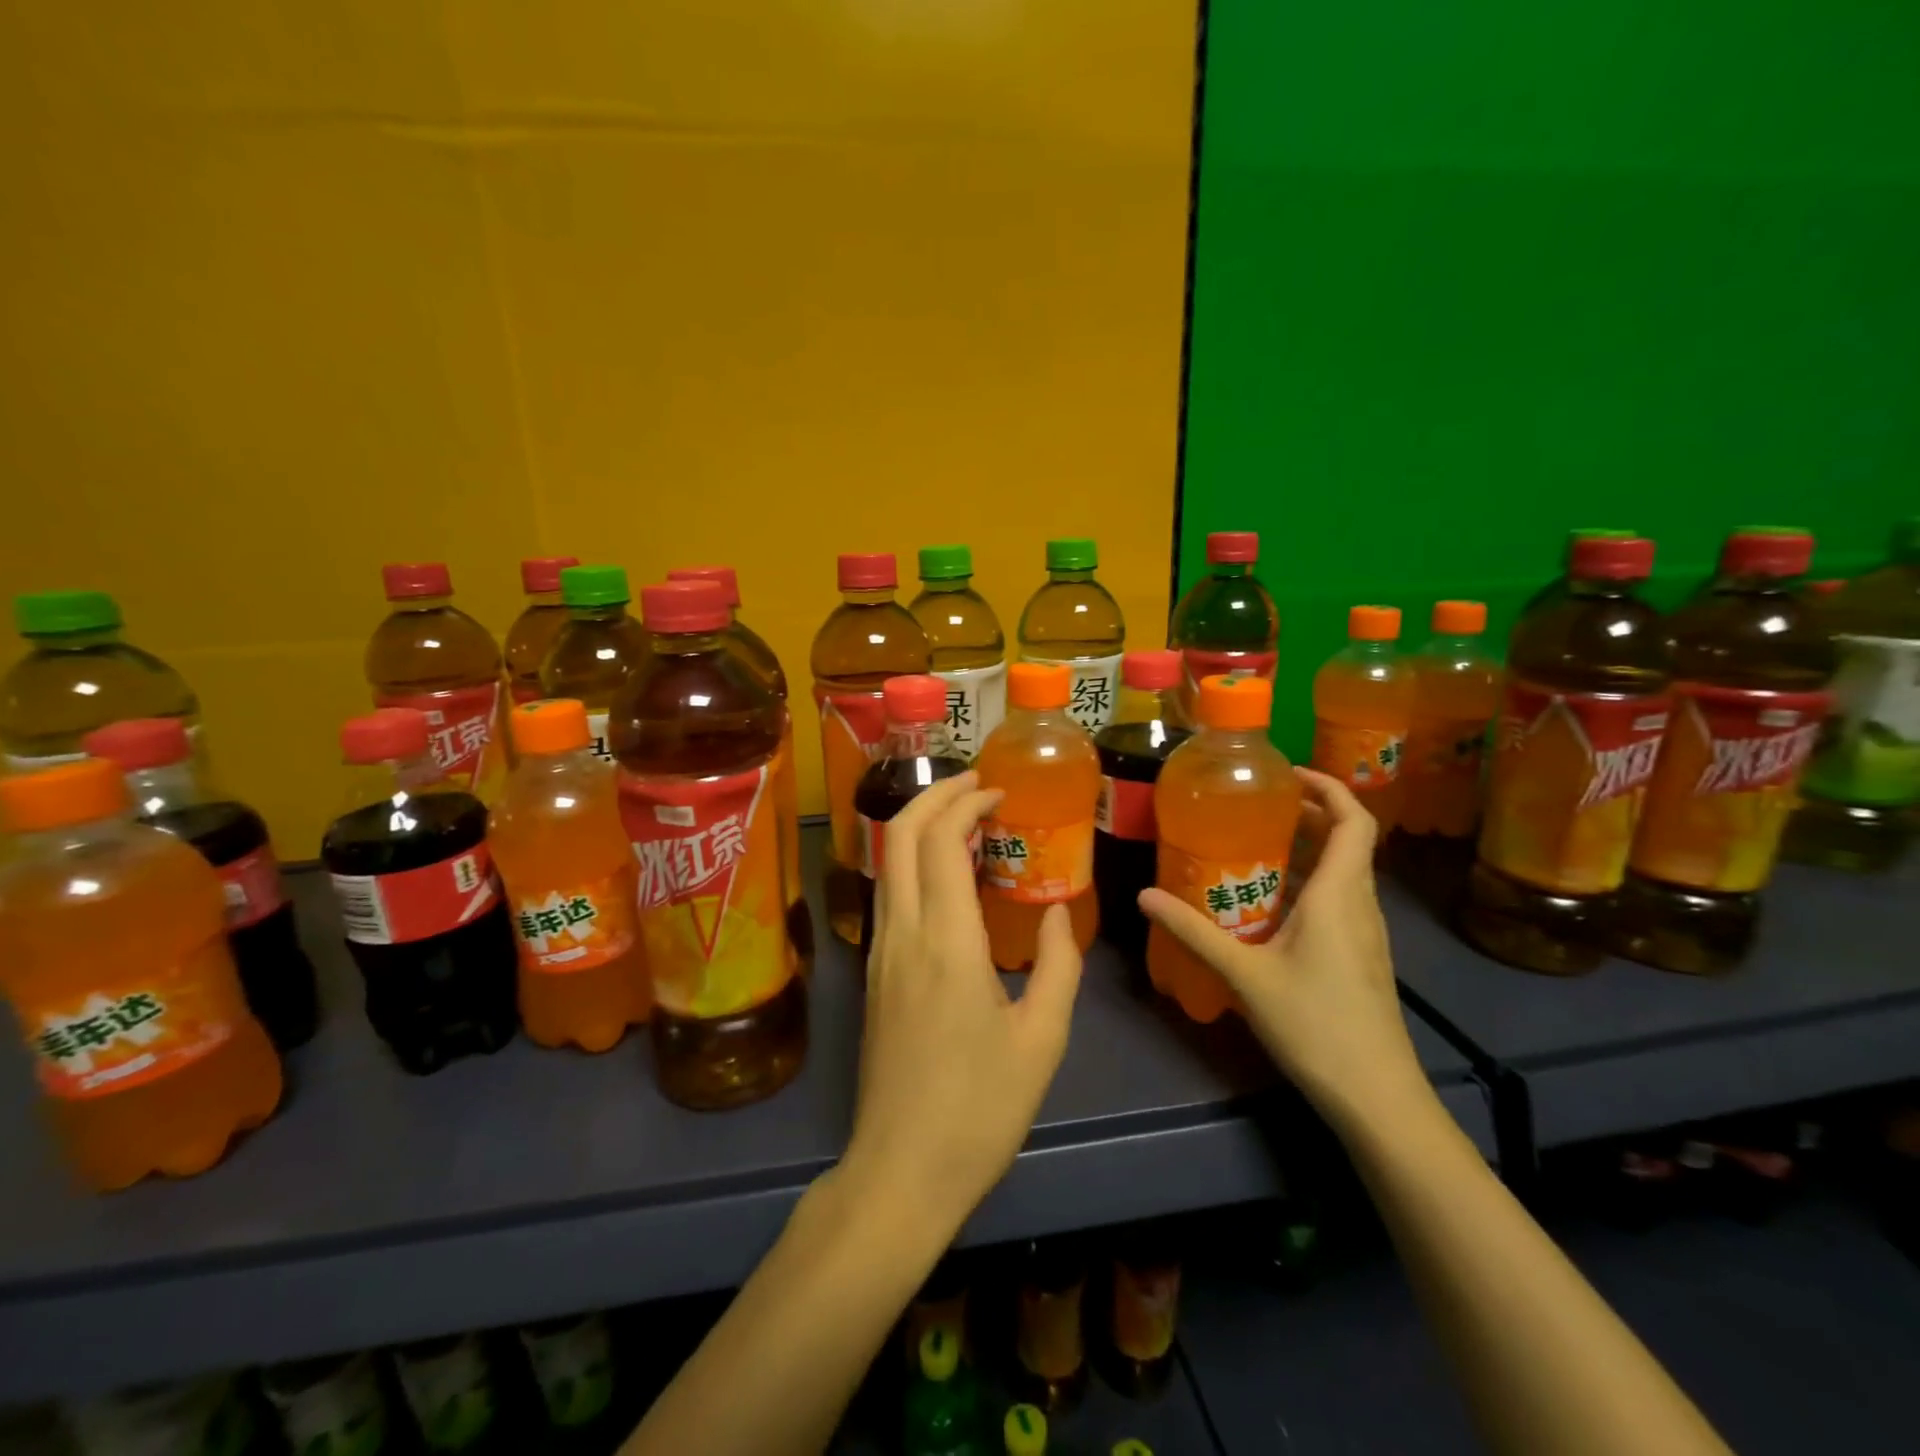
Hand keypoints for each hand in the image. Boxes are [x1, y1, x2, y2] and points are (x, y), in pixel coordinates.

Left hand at [840, 773, 1084, 1236]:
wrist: (900, 1172)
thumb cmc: (979, 1109)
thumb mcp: (1042, 1039)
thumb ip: (1059, 965)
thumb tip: (1059, 912)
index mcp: (946, 942)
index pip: (940, 840)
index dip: (966, 803)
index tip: (999, 794)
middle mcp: (902, 933)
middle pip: (899, 835)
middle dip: (935, 796)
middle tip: (977, 787)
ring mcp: (880, 953)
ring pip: (887, 862)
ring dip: (920, 826)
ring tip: (966, 824)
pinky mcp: (874, 974)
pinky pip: (889, 895)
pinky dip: (914, 863)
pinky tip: (948, 880)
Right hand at [1138, 768, 1428, 1129]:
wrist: (1377, 1097)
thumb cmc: (1316, 1024)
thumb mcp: (1245, 975)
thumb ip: (1194, 932)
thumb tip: (1144, 896)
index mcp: (1340, 894)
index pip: (1354, 819)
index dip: (1328, 787)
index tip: (1286, 775)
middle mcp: (1360, 904)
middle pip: (1348, 840)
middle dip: (1308, 814)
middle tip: (1256, 807)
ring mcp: (1366, 933)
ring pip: (1344, 872)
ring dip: (1307, 850)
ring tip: (1254, 846)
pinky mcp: (1361, 957)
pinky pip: (1338, 901)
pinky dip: (1309, 884)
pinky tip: (1268, 905)